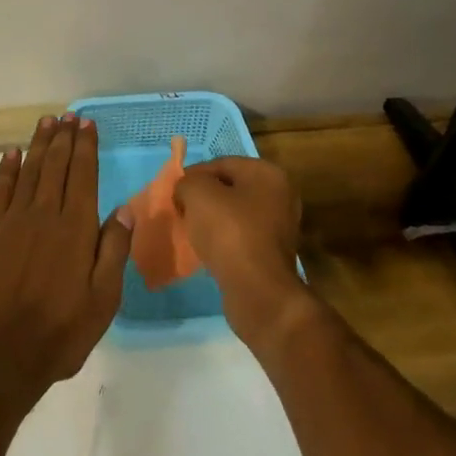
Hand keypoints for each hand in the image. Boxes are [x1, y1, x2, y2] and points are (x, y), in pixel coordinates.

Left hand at [0, 115, 129, 412]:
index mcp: (76, 230)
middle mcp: (44, 215)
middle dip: (64, 139)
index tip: (87, 125)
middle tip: (69, 116)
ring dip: (39, 145)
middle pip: (56, 167)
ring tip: (46, 122)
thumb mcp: (102, 301)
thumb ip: (113, 251)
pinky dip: (6, 169)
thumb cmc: (58, 333)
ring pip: (29, 171)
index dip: (86, 148)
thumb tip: (126, 210)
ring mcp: (12, 221)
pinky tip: (12, 154)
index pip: (83, 177)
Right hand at [175, 157, 308, 348]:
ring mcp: (280, 225)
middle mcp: (280, 195)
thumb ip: (187, 182)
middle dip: (203, 198)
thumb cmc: (229, 232)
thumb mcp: (197, 193)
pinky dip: (223, 239)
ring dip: (212, 219)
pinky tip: (208, 250)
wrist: (258, 291)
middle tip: (182, 211)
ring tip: (192, 231)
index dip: (193, 175)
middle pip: (229, 188)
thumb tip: (186, 189)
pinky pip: (241, 236)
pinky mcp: (273, 252)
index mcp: (267, 173)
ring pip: (235, 213)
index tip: (174, 193)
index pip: (221, 163)